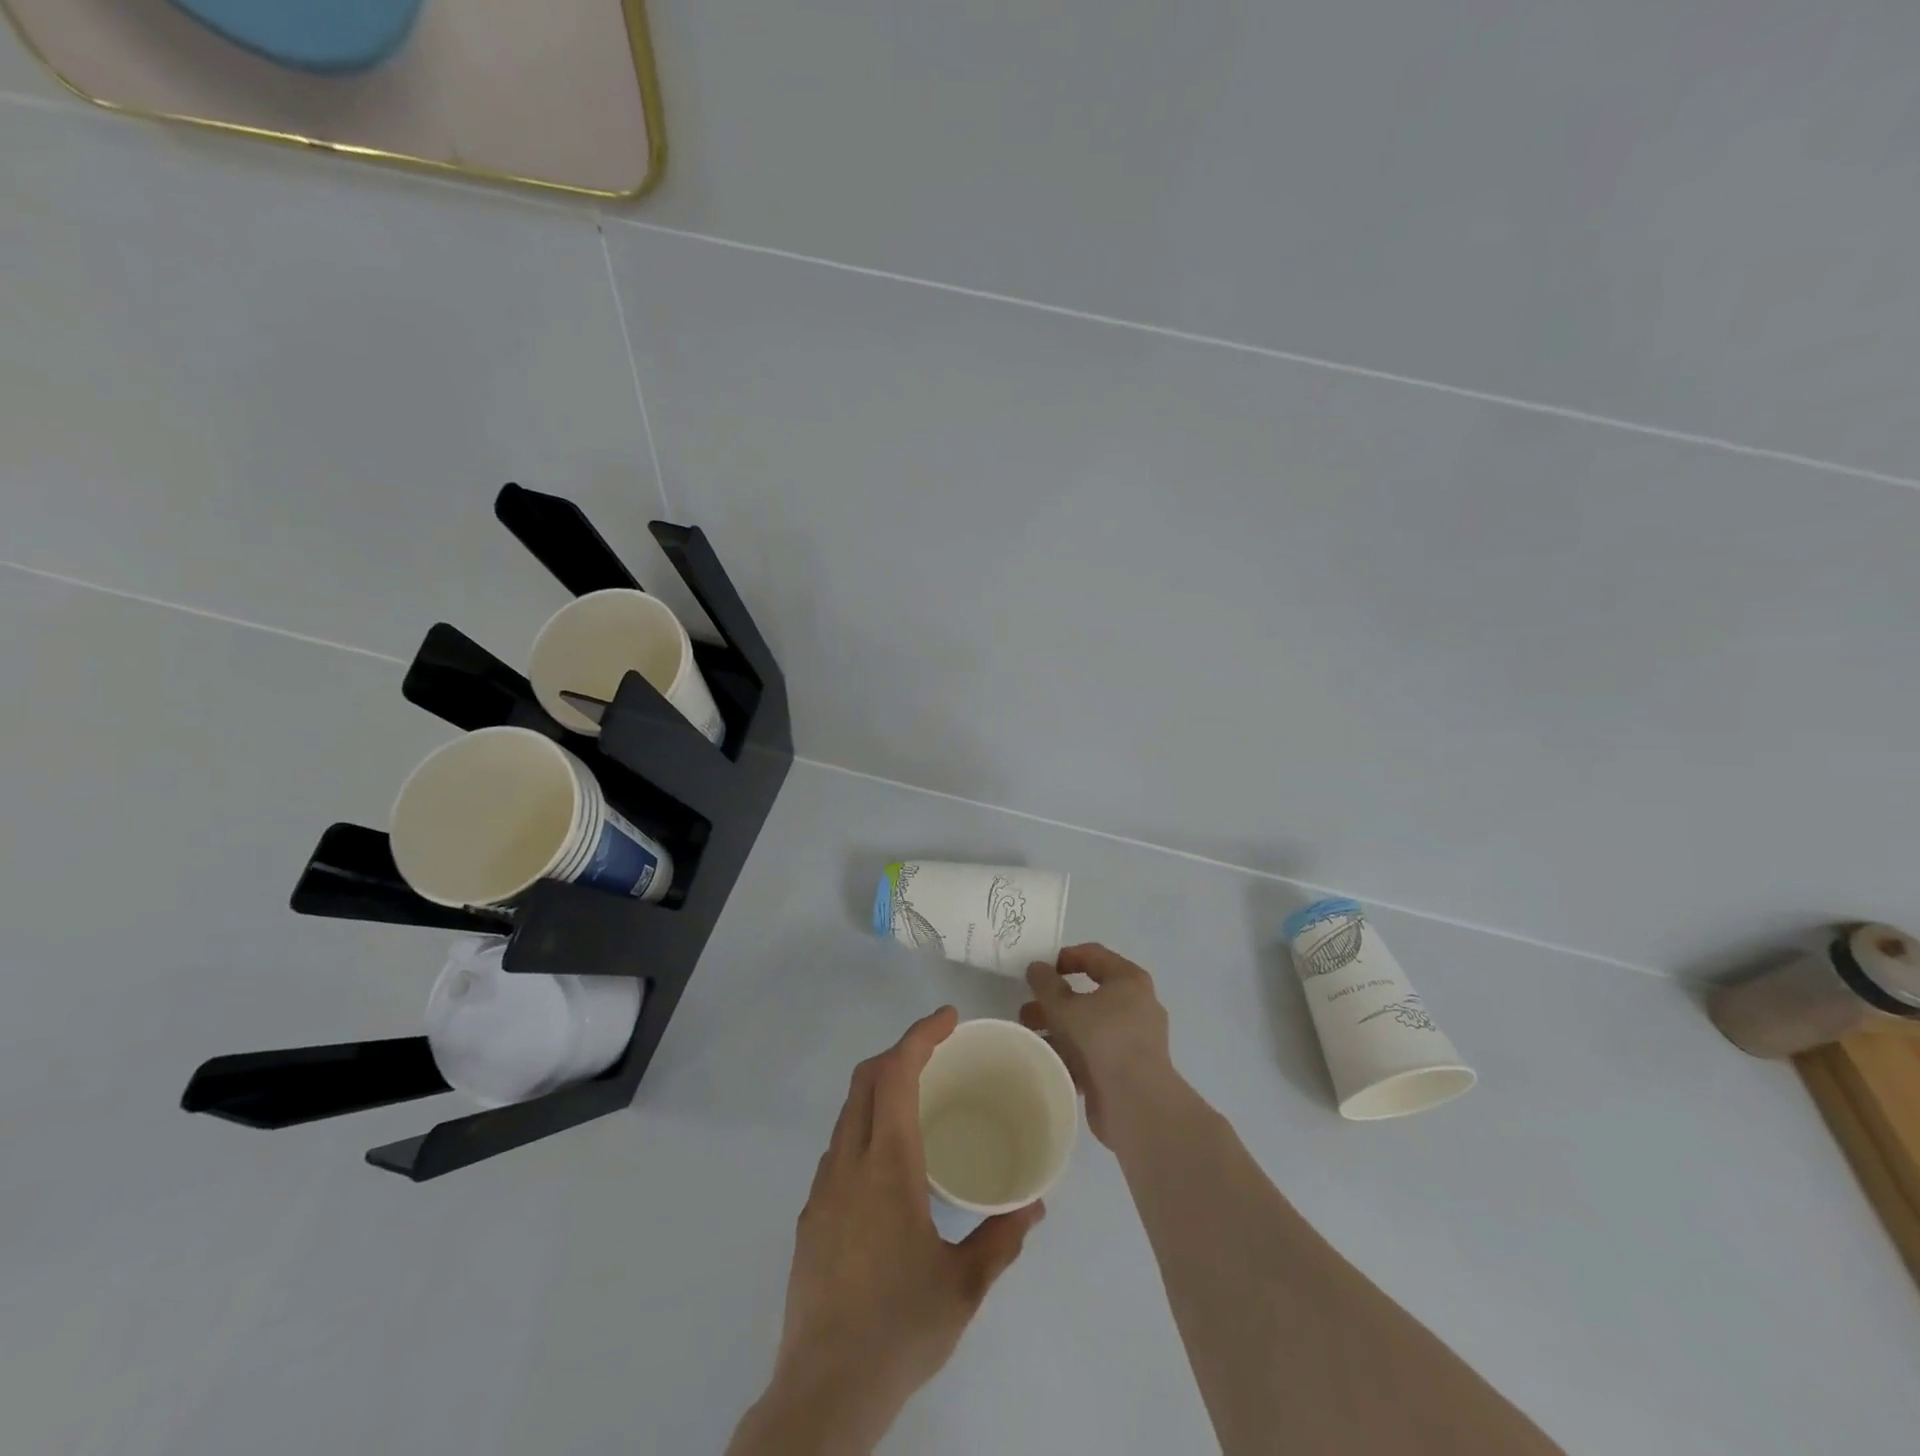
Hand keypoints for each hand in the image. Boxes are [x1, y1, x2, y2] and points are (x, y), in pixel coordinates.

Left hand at [731, 1006, 1044, 1455]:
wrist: (824, 1392)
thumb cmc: (900, 1329)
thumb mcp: (963, 1286)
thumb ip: (1001, 1238)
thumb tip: (1034, 1203)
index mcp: (887, 1167)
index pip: (897, 1075)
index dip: (921, 1035)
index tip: (948, 1018)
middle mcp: (848, 1164)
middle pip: (865, 1080)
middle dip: (900, 1051)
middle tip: (939, 1050)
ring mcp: (823, 1189)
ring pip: (848, 1112)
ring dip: (880, 1088)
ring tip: (919, 1101)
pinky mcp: (810, 1215)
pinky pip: (839, 1148)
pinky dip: (866, 1127)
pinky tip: (891, 1164)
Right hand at [1021, 944, 1174, 1144]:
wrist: (1136, 1103)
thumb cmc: (1103, 1039)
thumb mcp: (1066, 1006)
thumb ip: (1046, 984)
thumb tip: (1036, 967)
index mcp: (1128, 980)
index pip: (1093, 955)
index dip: (1063, 958)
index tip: (1038, 970)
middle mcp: (1135, 1004)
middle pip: (1088, 993)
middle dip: (1054, 1001)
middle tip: (1027, 1009)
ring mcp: (1132, 1039)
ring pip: (1088, 1025)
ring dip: (1057, 1028)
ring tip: (1028, 1036)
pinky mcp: (1126, 1068)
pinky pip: (1093, 1052)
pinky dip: (1070, 1052)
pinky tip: (1045, 1059)